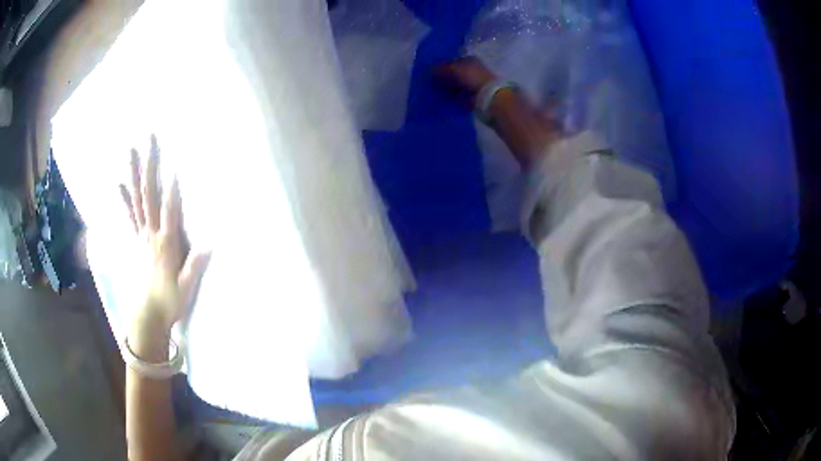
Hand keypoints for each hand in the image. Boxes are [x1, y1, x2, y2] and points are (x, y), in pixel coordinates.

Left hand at [120, 135, 209, 337]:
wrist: (148, 316)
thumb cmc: (170, 302)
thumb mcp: (186, 288)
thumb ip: (195, 266)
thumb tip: (210, 243)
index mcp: (166, 244)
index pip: (170, 211)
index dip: (172, 189)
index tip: (174, 164)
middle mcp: (151, 234)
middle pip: (149, 195)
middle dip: (150, 166)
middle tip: (149, 140)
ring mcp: (142, 236)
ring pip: (137, 199)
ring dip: (134, 174)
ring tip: (131, 150)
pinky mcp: (137, 241)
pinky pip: (129, 216)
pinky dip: (124, 199)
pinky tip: (119, 184)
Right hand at [434, 56, 497, 106]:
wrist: (488, 95)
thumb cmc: (471, 77)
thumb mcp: (454, 70)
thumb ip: (441, 69)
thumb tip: (429, 69)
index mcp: (469, 59)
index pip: (453, 61)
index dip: (443, 66)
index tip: (433, 73)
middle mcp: (473, 69)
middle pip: (455, 73)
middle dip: (446, 77)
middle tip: (434, 83)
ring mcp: (475, 82)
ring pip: (458, 83)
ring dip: (449, 87)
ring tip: (439, 92)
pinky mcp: (475, 93)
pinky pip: (461, 94)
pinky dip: (454, 96)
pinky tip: (447, 98)